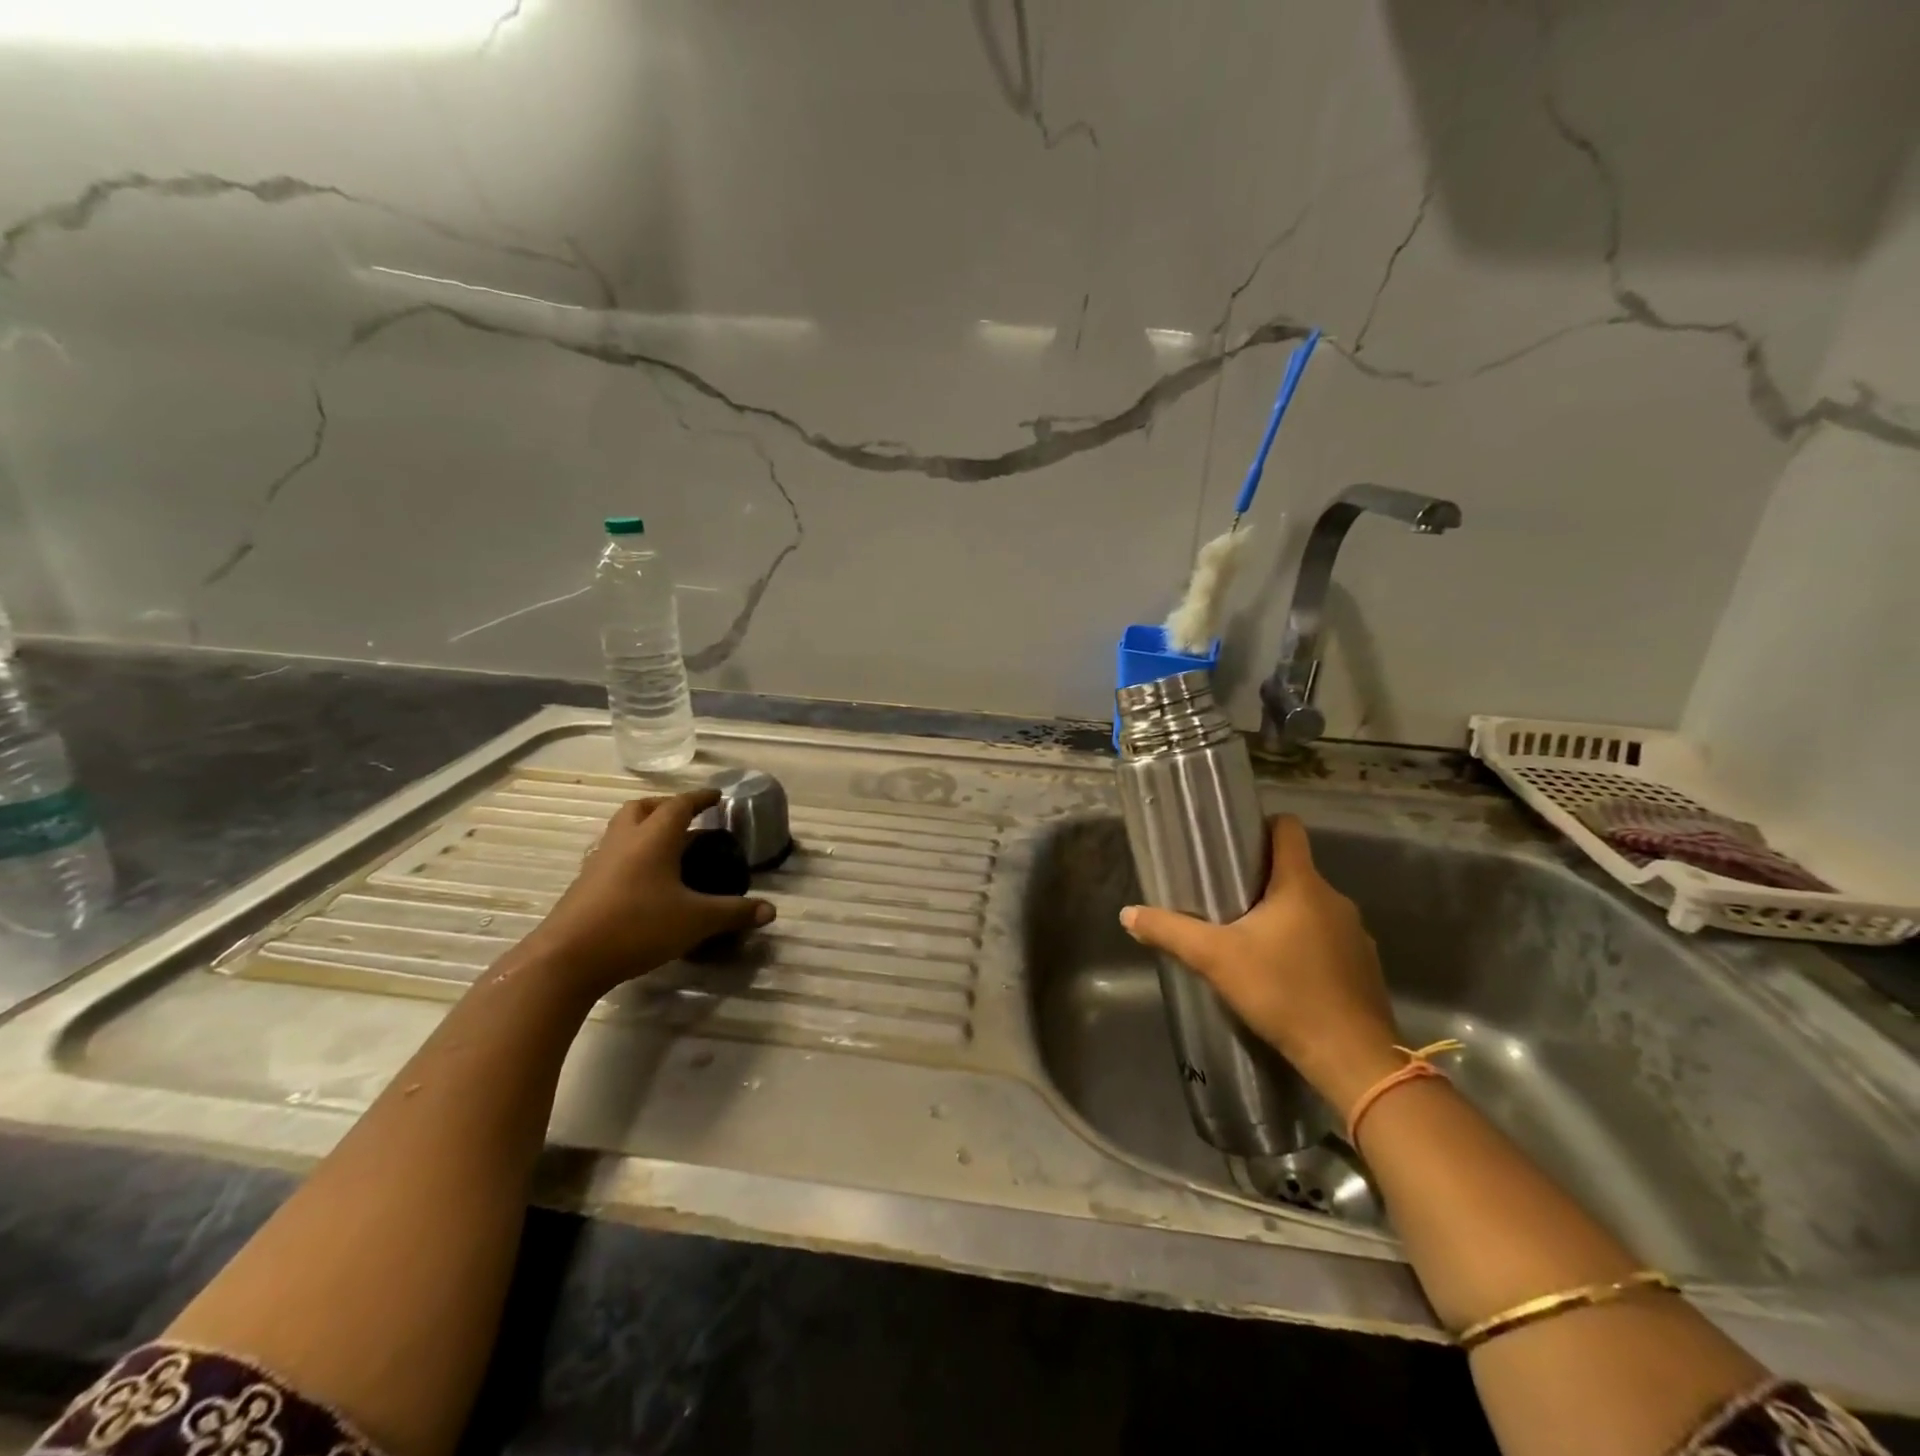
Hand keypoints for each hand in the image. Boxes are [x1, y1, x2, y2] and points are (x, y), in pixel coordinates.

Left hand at [519, 790, 774, 999]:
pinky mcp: (585, 885)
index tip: (717, 796)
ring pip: (623, 830)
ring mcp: (599, 862)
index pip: (679, 805)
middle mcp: (624, 841)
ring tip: (669, 848)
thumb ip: (734, 912)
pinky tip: (646, 881)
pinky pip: (613, 855)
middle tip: (688, 818)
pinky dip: (632, 855)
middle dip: (666, 807)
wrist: (567, 959)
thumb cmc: (637, 926)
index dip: (700, 798)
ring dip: (646, 829)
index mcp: (653, 838)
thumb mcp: (696, 921)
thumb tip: (771, 911)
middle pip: (643, 808)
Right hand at [1119, 815, 1403, 1112]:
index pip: (1288, 829)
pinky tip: (1283, 974)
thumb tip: (1127, 913)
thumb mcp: (1215, 959)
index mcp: (1301, 884)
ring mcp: (1356, 933)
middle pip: (1295, 870)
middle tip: (1225, 899)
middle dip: (1262, 880)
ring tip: (1250, 940)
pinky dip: (1306, 945)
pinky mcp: (1364, 965)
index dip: (1262, 826)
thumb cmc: (1282, 992)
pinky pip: (1328, 939)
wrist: (1351, 1057)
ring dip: (1284, 916)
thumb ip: (1170, 932)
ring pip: (1311, 907)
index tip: (1235, 843)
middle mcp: (1334, 899)